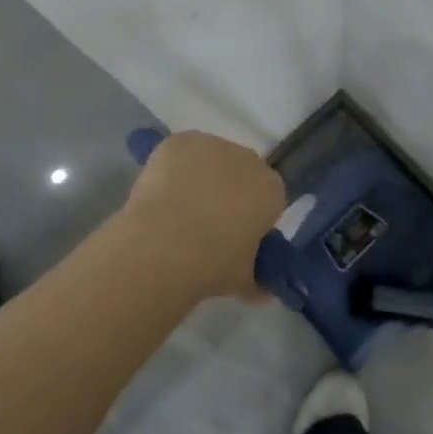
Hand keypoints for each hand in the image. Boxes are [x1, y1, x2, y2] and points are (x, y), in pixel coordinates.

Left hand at [122, 130, 285, 301]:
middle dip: (229, 191)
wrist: (164, 245)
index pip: (269, 197)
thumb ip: (257, 281)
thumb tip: (262, 292)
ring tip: (177, 209)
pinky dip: (173, 167)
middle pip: (242, 172)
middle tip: (207, 223)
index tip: (236, 235)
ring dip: (201, 177)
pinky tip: (161, 192)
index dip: (252, 214)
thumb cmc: (213, 265)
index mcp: (271, 190)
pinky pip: (181, 152)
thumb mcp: (244, 280)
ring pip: (211, 160)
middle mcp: (248, 160)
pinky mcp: (180, 141)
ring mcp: (213, 146)